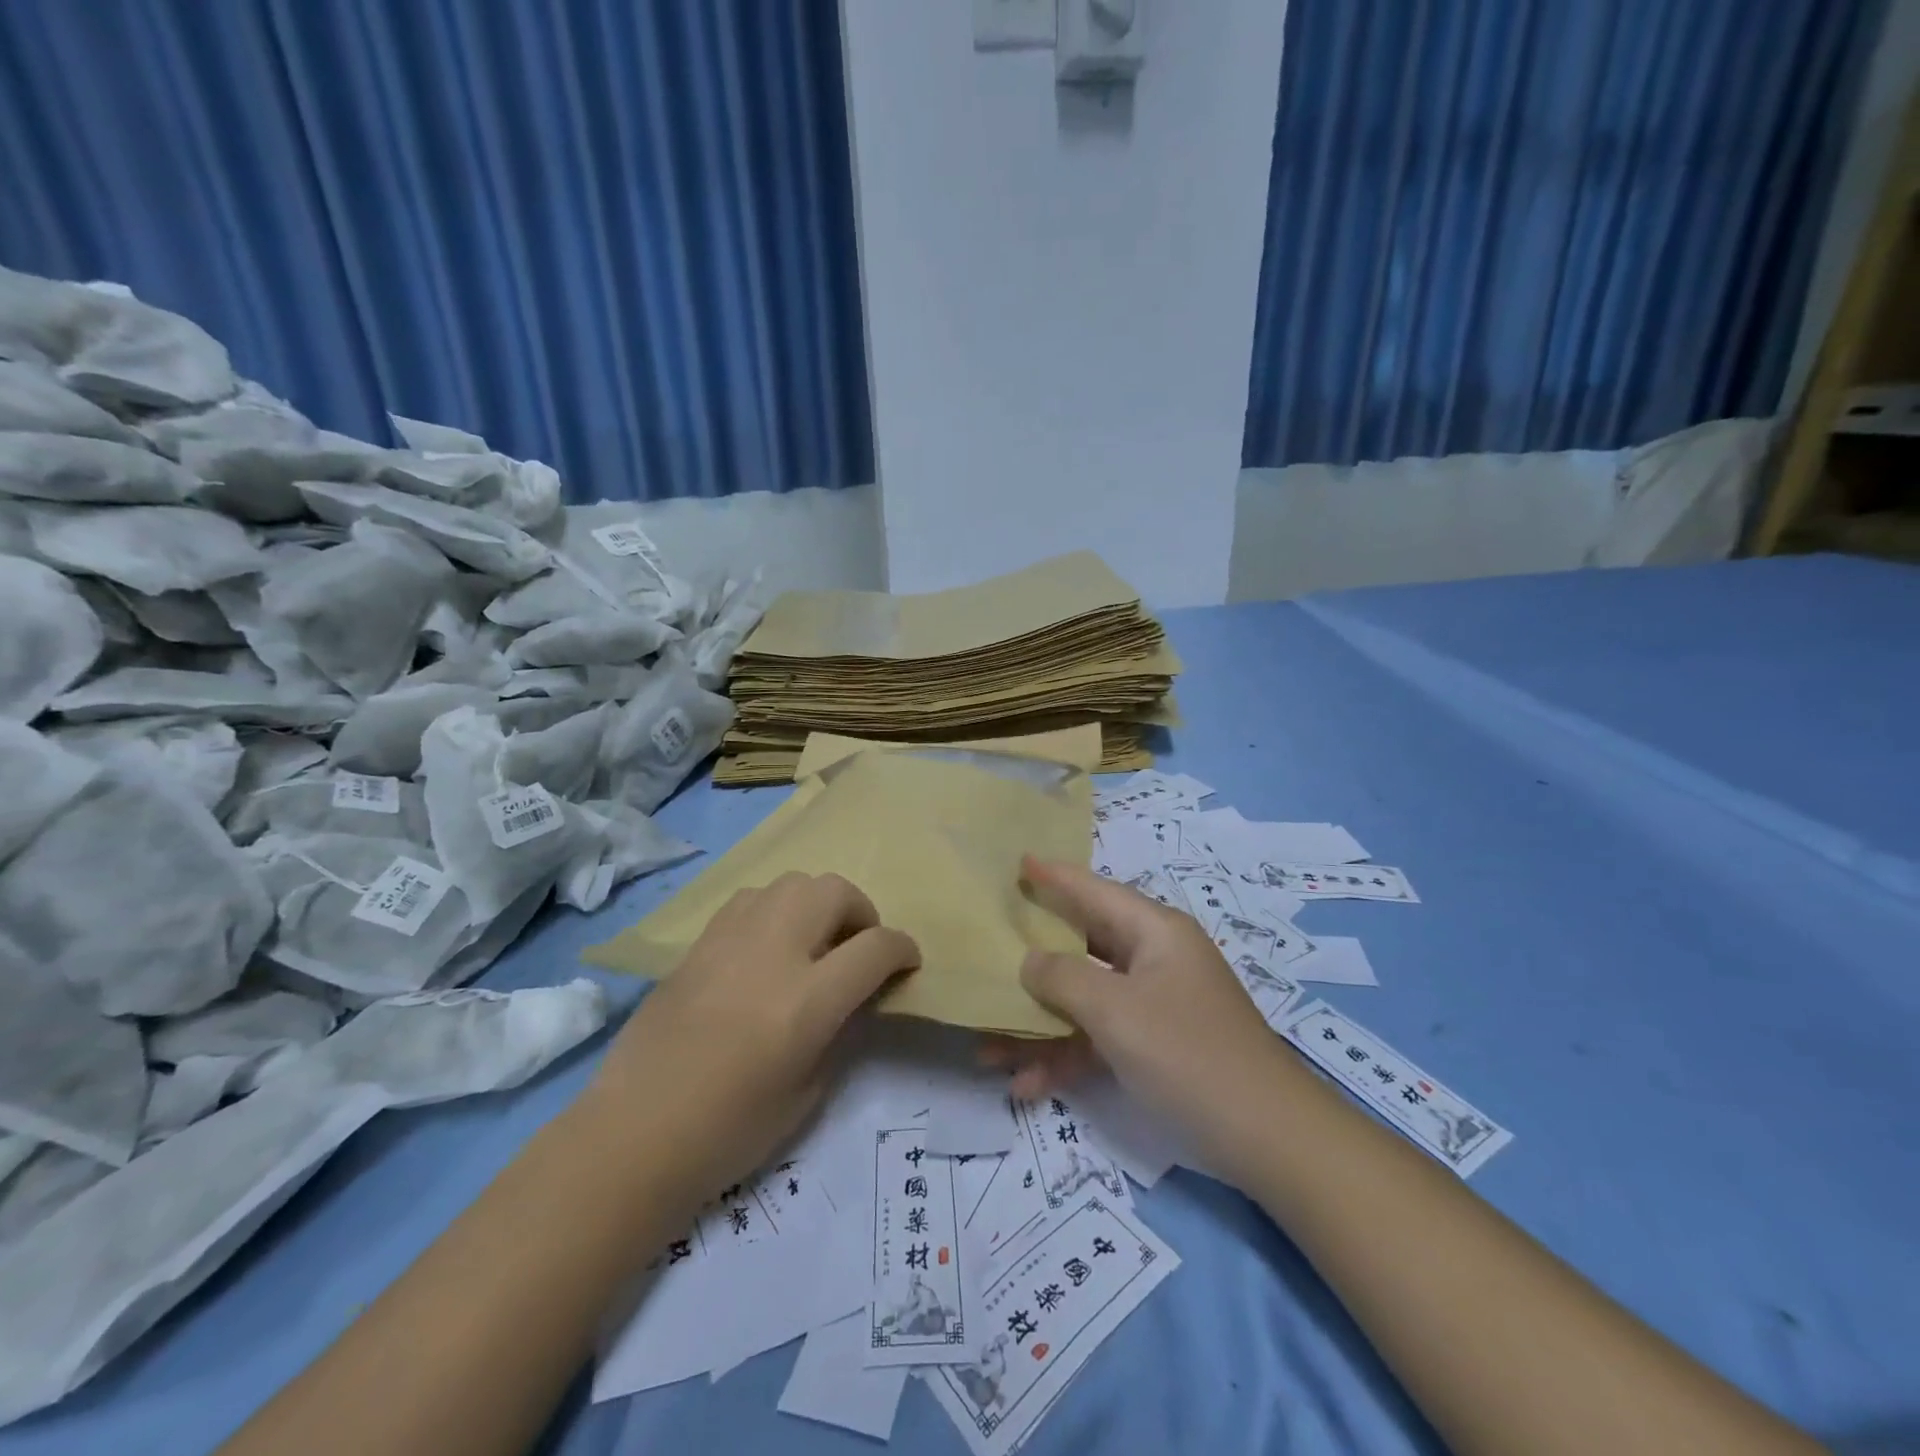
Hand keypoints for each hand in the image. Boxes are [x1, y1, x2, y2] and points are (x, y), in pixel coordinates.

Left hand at [585, 871, 920, 1200]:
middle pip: (834, 891)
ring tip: (812, 941)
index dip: (902, 949)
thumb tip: (851, 997)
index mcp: (807, 999)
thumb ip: (838, 1031)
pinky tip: (766, 946)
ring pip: (791, 883)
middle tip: (857, 947)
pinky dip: (775, 910)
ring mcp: (731, 940)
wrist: (633, 1135)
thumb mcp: (808, 1093)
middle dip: (861, 911)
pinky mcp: (698, 942)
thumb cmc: (728, 1132)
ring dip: (816, 904)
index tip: (906, 962)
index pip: (875, 947)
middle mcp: (773, 952)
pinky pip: (751, 899)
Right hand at [983, 856, 1296, 1181]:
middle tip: (988, 949)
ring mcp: (1155, 1004)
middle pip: (1082, 945)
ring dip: (1040, 1025)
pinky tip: (1026, 1086)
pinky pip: (1100, 1038)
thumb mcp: (1117, 1011)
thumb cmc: (1188, 1055)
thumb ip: (1063, 978)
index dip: (1055, 876)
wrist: (1269, 1140)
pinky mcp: (1155, 1046)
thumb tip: (1029, 960)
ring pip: (1085, 999)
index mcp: (1155, 933)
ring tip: (988, 1050)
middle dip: (1033, 960)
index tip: (1018, 861)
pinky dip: (1067, 1056)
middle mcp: (1154, 959)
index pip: (1094, 891)